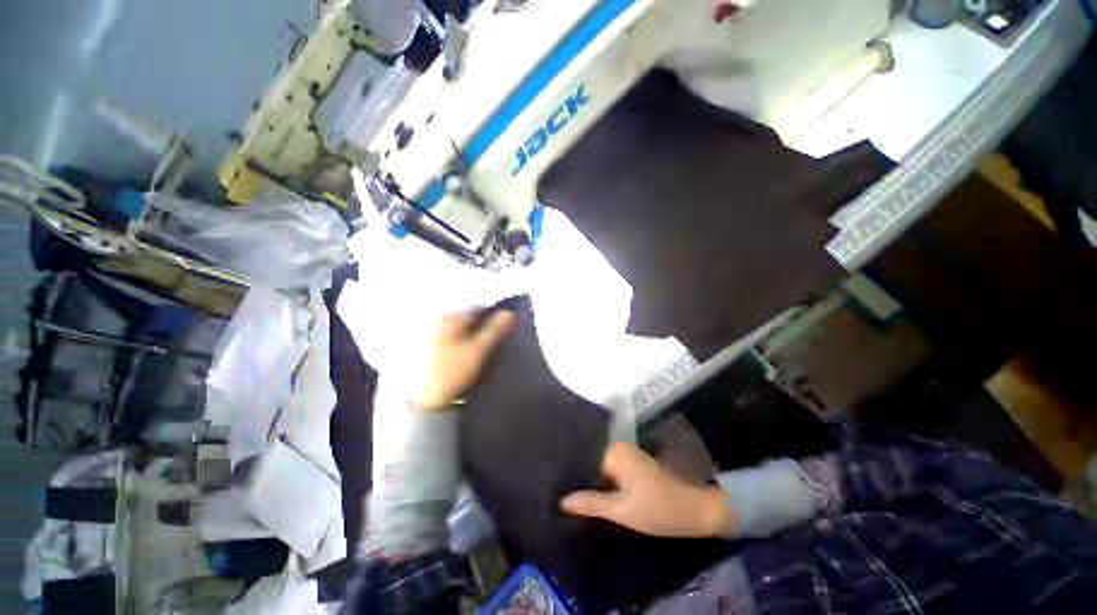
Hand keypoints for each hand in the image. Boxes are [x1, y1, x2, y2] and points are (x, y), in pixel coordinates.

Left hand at [417, 310, 515, 410]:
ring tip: (494, 347)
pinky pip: (462, 340)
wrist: (432, 401)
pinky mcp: (440, 349)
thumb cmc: (454, 372)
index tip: (510, 325)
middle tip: (504, 338)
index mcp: (450, 319)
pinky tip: (480, 354)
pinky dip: (473, 343)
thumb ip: (494, 330)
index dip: (496, 315)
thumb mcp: (478, 350)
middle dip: (489, 326)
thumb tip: (509, 312)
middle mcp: (442, 323)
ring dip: (482, 336)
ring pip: (469, 331)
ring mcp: (439, 336)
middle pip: (473, 320)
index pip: (479, 309)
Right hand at [560, 442, 733, 538]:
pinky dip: (606, 484)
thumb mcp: (621, 511)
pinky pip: (613, 472)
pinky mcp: (636, 465)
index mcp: (614, 452)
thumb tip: (562, 500)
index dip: (573, 479)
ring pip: (603, 470)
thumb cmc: (657, 509)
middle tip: (564, 499)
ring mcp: (629, 455)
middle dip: (583, 481)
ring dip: (594, 484)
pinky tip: (596, 497)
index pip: (584, 462)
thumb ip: (590, 503)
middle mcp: (620, 448)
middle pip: (593, 465)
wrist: (695, 510)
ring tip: (575, 499)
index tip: (556, 491)